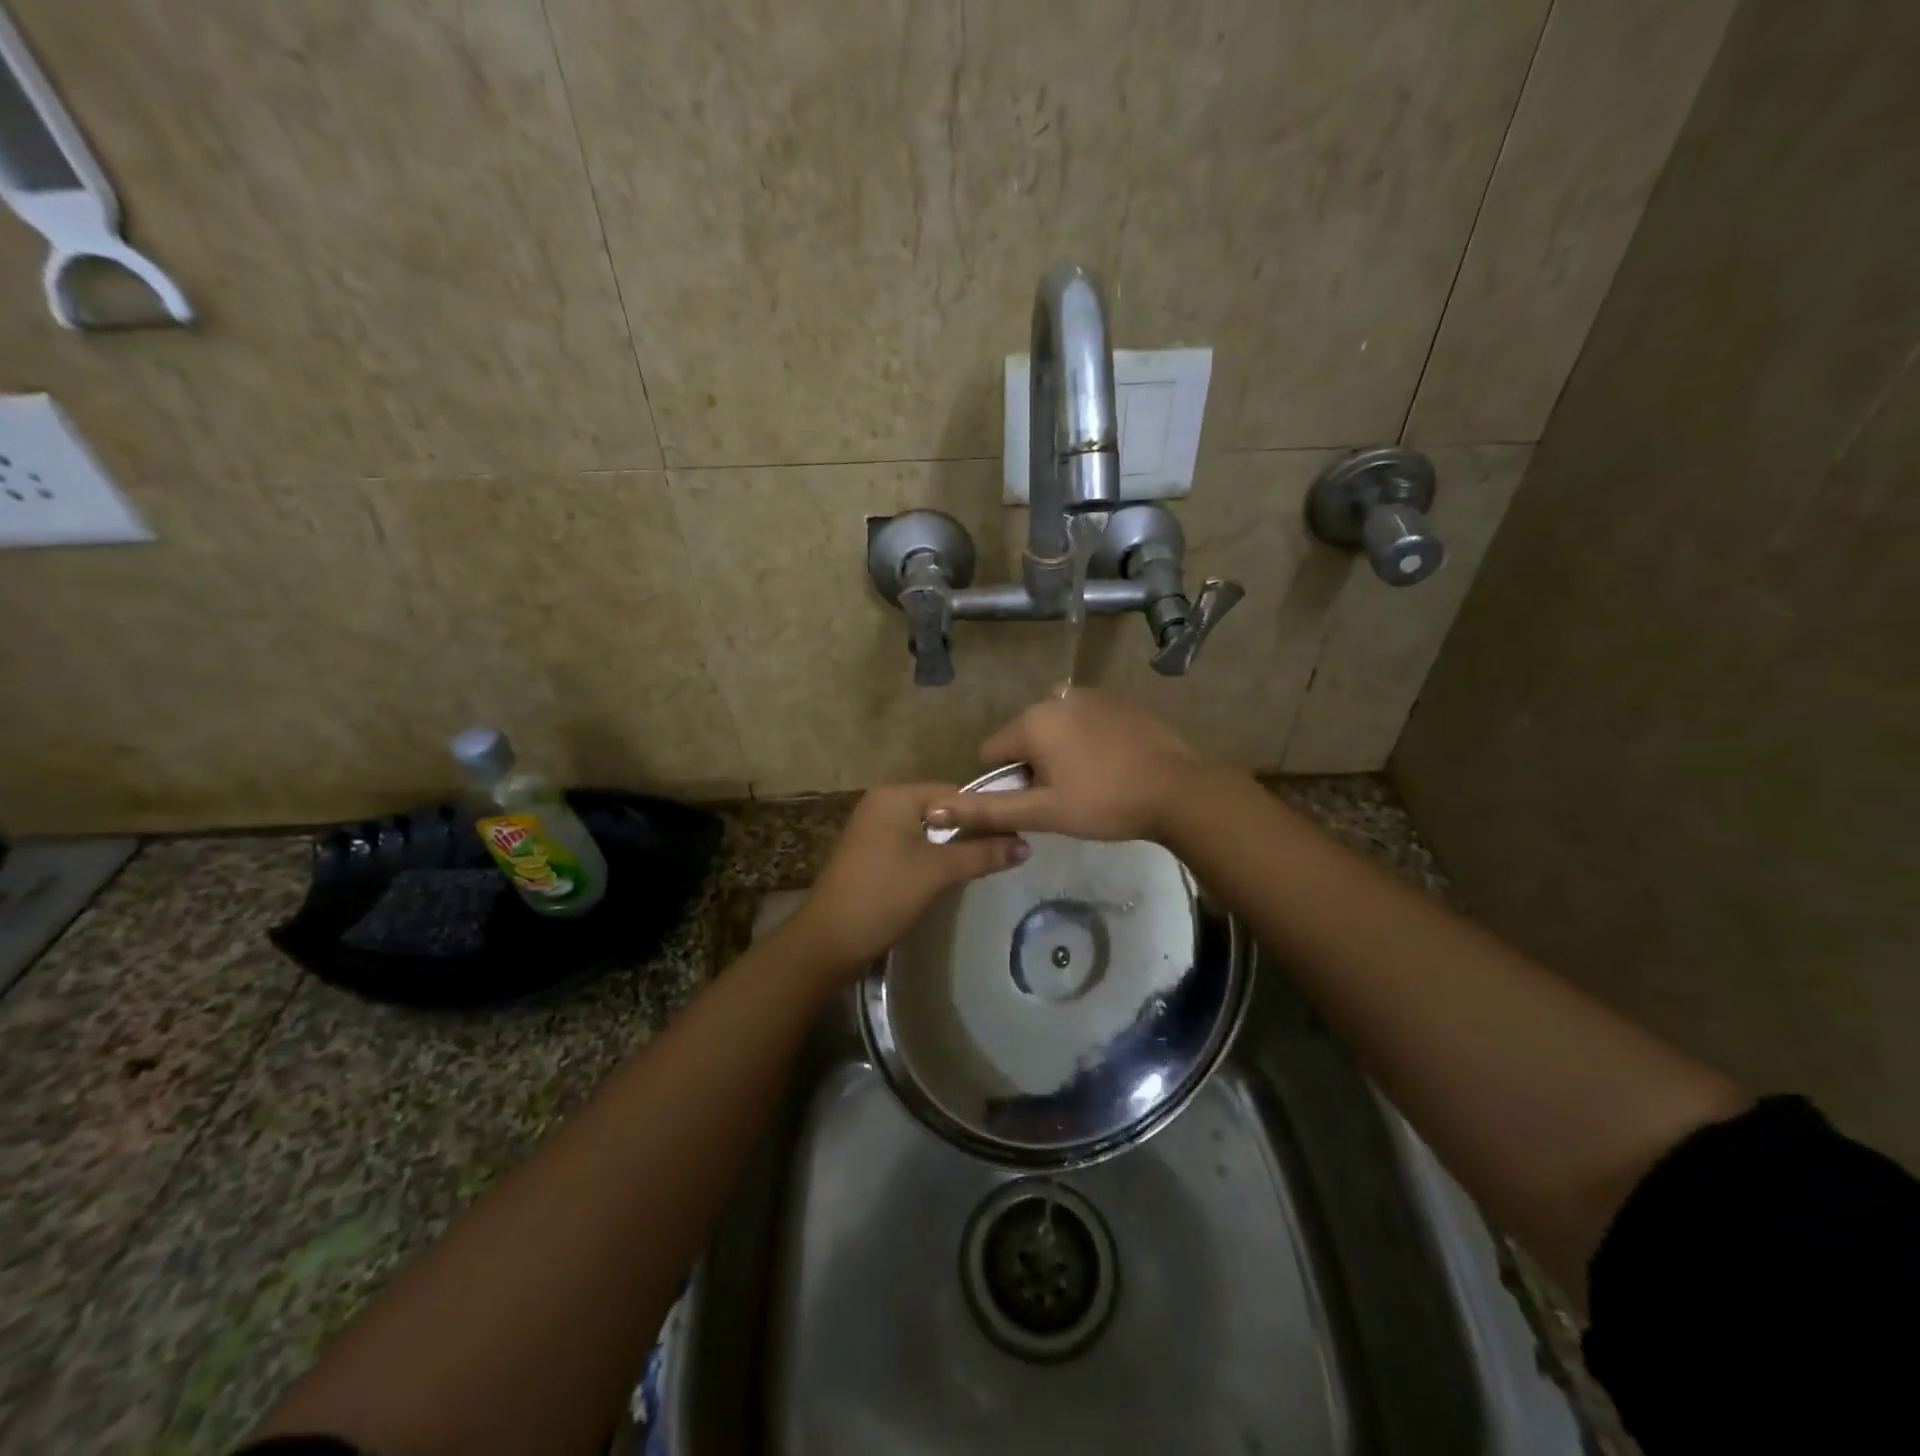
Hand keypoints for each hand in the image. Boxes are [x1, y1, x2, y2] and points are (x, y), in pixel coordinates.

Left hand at [783, 783, 1028, 978]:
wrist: (830, 941)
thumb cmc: (884, 894)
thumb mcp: (938, 871)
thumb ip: (982, 853)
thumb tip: (1027, 845)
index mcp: (895, 796)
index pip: (954, 793)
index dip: (987, 813)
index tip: (1019, 832)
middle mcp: (883, 805)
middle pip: (943, 811)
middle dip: (972, 831)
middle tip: (1010, 850)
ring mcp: (875, 831)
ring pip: (930, 832)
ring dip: (955, 848)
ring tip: (990, 863)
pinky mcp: (874, 856)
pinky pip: (915, 847)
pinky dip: (935, 859)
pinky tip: (955, 876)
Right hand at [926, 689, 1201, 841]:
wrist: (1179, 790)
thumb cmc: (1104, 803)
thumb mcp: (1043, 813)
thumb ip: (988, 811)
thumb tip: (936, 810)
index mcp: (1032, 721)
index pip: (991, 752)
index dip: (1005, 782)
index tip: (1036, 802)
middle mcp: (1056, 697)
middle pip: (1023, 737)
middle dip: (1033, 765)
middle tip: (1065, 797)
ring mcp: (1091, 695)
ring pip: (1055, 728)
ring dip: (1060, 753)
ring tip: (1091, 783)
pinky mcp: (1119, 700)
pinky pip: (1084, 721)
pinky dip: (1087, 741)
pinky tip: (1111, 765)